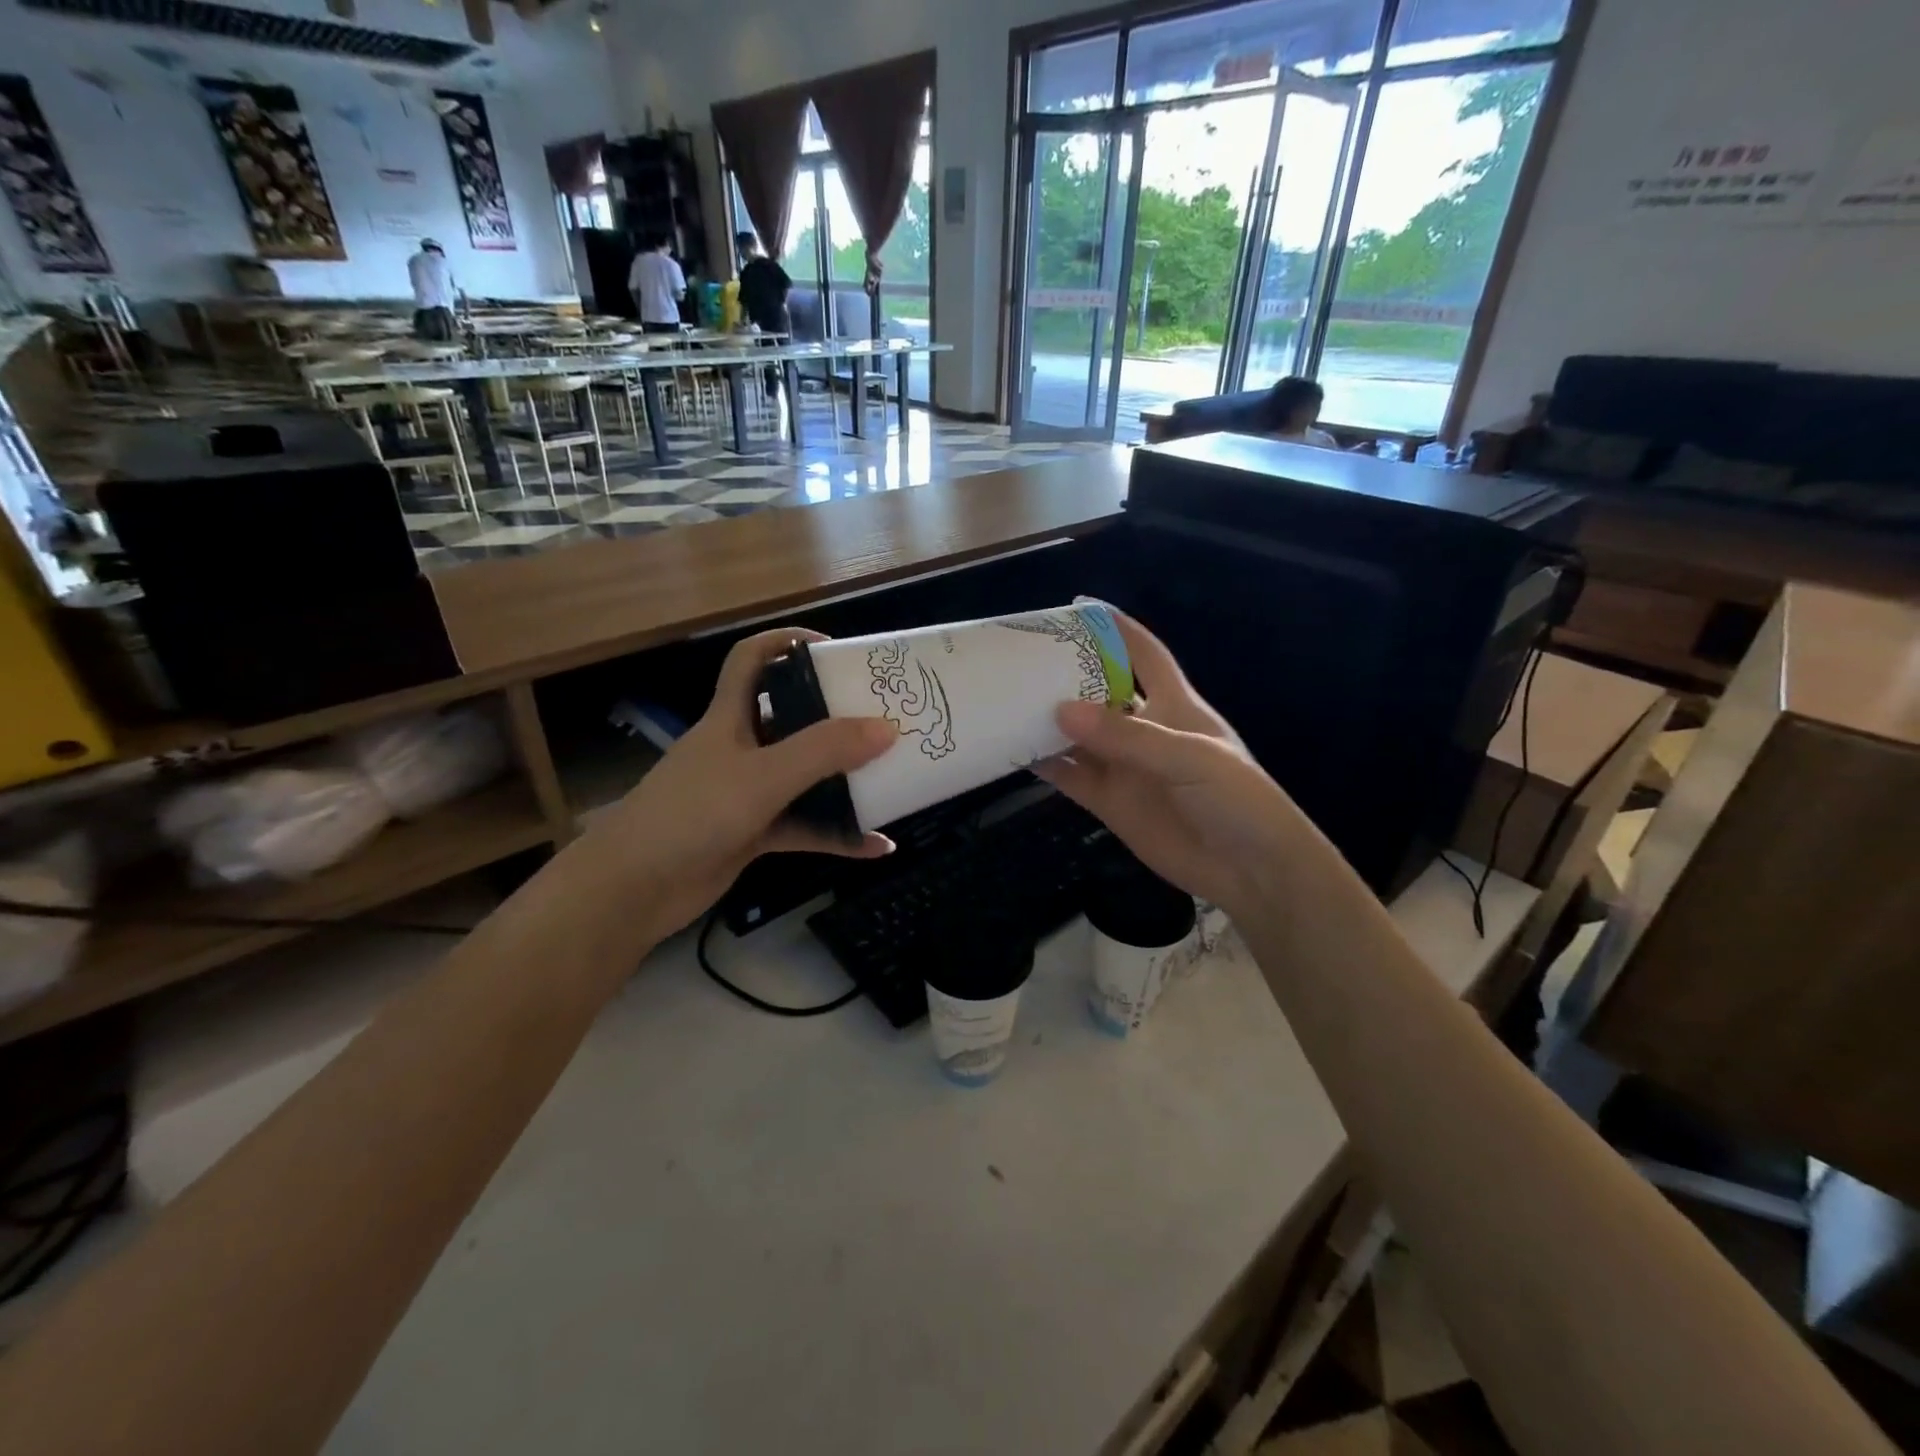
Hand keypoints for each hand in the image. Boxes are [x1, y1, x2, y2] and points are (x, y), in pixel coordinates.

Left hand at [593, 628, 896, 939]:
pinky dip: (837, 835)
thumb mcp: (763, 776)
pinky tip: (877, 847)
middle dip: (835, 716)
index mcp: (730, 718)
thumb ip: (824, 751)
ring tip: (892, 778)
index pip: (752, 660)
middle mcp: (740, 748)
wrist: (632, 889)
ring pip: (803, 778)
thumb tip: (887, 727)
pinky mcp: (751, 834)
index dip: (787, 642)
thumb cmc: (693, 814)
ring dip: (844, 781)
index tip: (834, 649)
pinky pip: (804, 828)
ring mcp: (746, 794)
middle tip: (883, 717)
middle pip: (791, 719)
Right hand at [1035, 610, 1306, 920]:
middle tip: (1020, 660)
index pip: (1145, 655)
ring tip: (1005, 702)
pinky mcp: (1109, 802)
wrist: (1248, 870)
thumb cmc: (1235, 799)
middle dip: (1065, 676)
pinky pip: (1070, 777)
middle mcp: (1143, 730)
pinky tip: (1014, 753)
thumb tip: (1061, 710)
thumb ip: (1127, 736)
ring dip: (1046, 722)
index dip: (1117, 630)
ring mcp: (1123, 767)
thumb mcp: (1188, 758)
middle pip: (1099, 693)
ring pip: (1077, 736)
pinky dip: (1044, 765)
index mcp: (1174, 705)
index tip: (1079, 607)